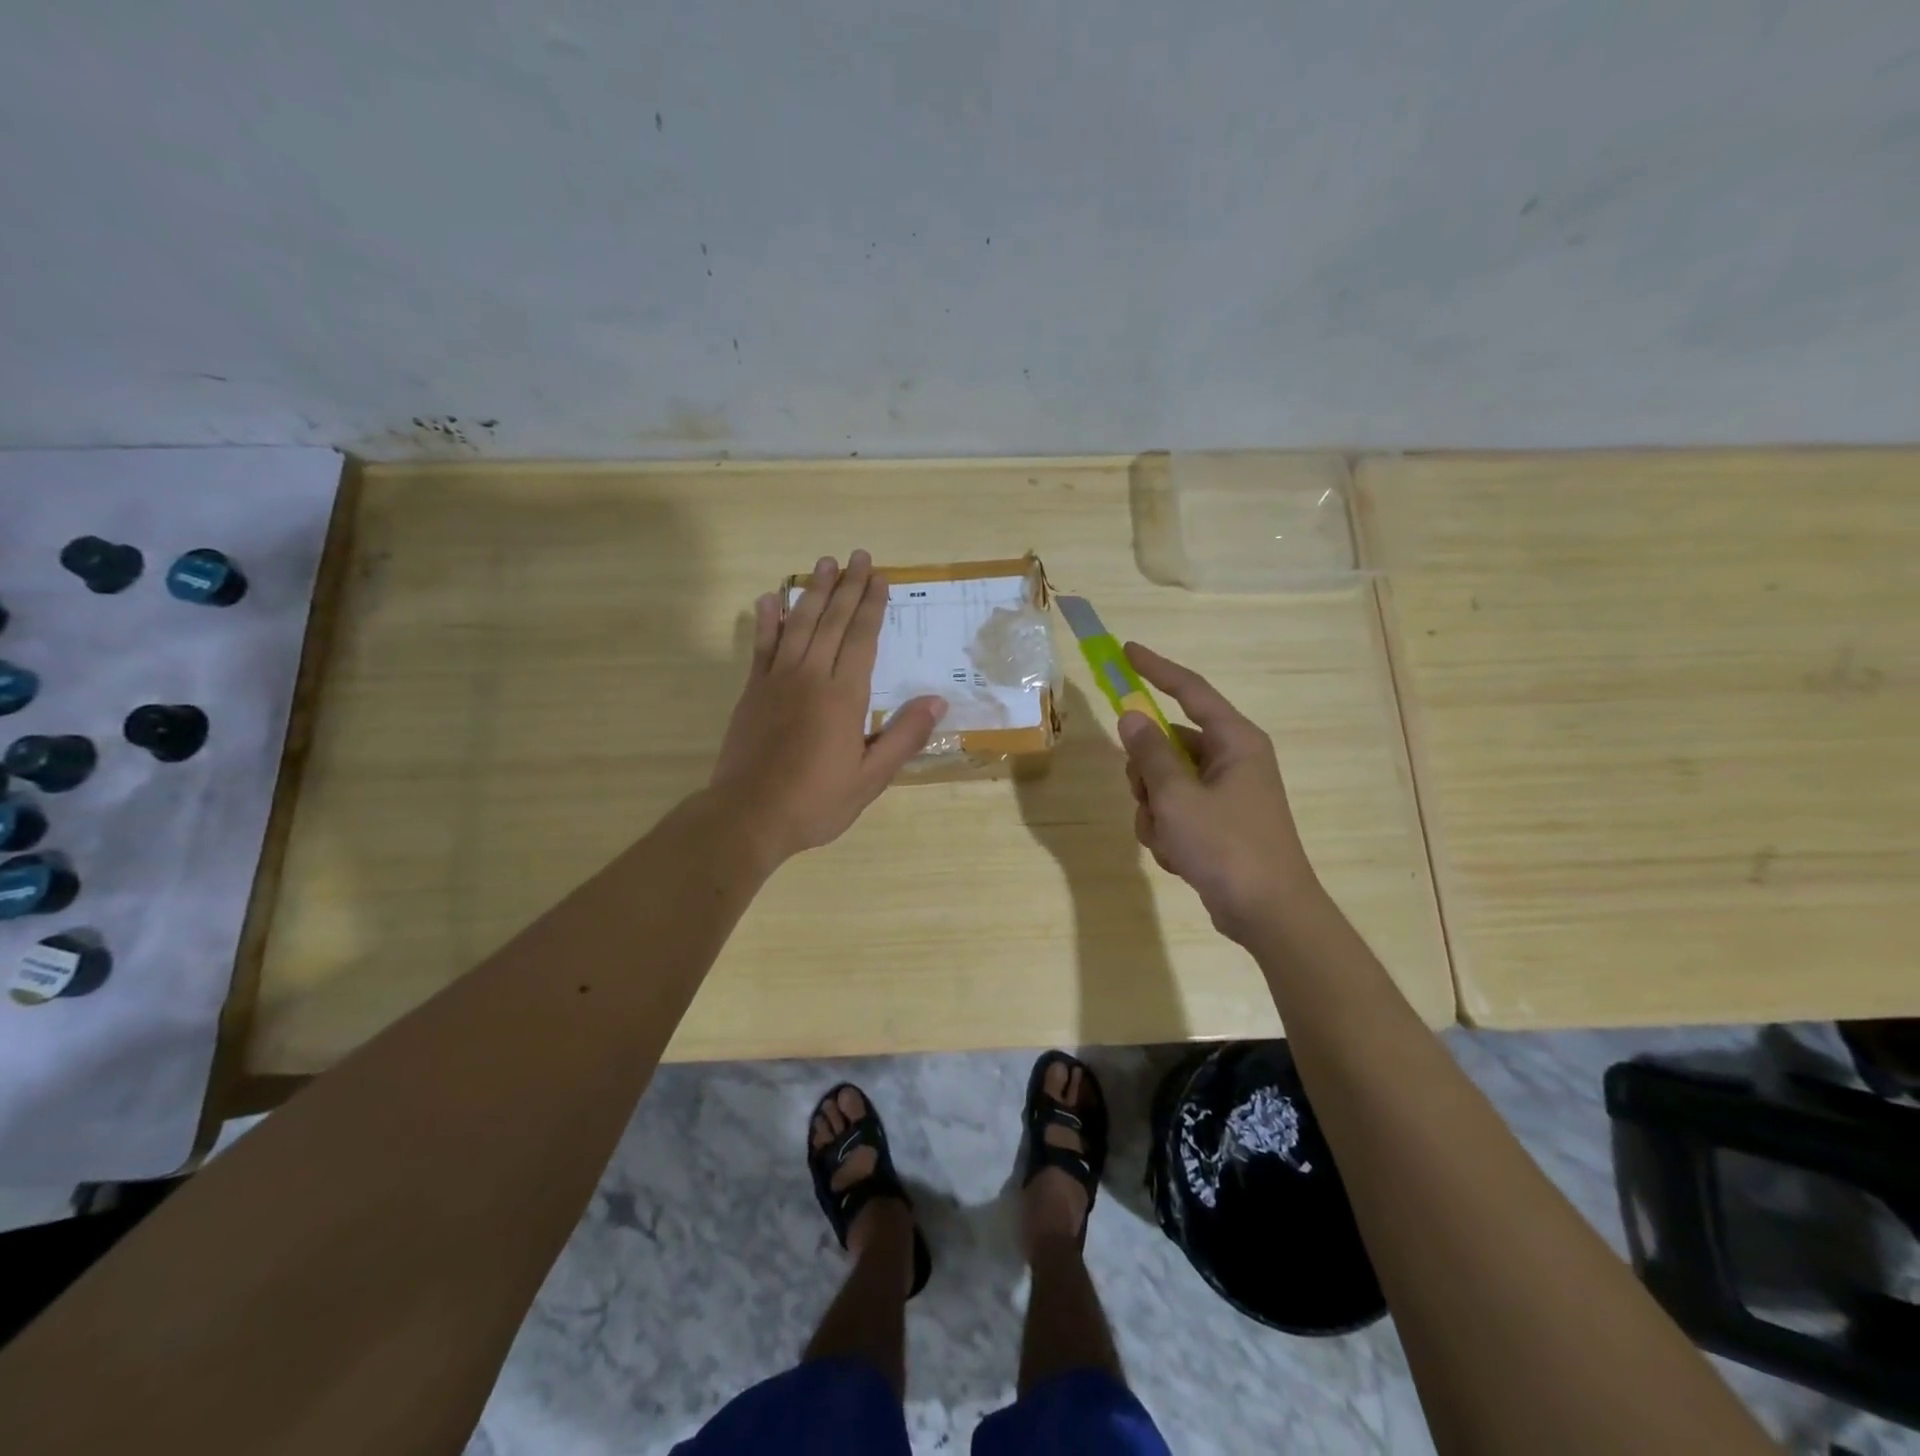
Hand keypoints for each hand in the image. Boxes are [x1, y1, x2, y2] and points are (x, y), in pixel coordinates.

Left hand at [711, 551, 946, 865]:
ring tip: (824, 564)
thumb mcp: (871, 778)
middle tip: (858, 556)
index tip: (880, 579)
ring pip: (798, 625)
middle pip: (832, 622)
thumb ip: (903, 737)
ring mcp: (777, 681)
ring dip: (813, 592)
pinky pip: (762, 646)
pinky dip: (768, 620)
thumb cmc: (816, 802)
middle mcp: (811, 677)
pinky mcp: (752, 692)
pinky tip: (771, 598)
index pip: (862, 639)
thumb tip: (937, 701)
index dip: (872, 607)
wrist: (749, 816)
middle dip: (847, 587)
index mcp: (843, 697)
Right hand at [1118, 642, 1319, 943]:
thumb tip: (1131, 715)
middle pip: (1168, 743)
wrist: (1268, 913)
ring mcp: (1226, 793)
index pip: (1189, 690)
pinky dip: (1167, 832)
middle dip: (1146, 773)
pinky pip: (1175, 812)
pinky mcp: (1218, 823)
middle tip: (1148, 798)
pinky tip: (1178, 857)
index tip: (1126, 651)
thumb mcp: (1178, 797)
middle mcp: (1232, 760)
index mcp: (1234, 741)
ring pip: (1165, 783)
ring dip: (1154, 810)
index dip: (1156, 669)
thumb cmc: (1227, 846)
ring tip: (1169, 839)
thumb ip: (1150, 753)